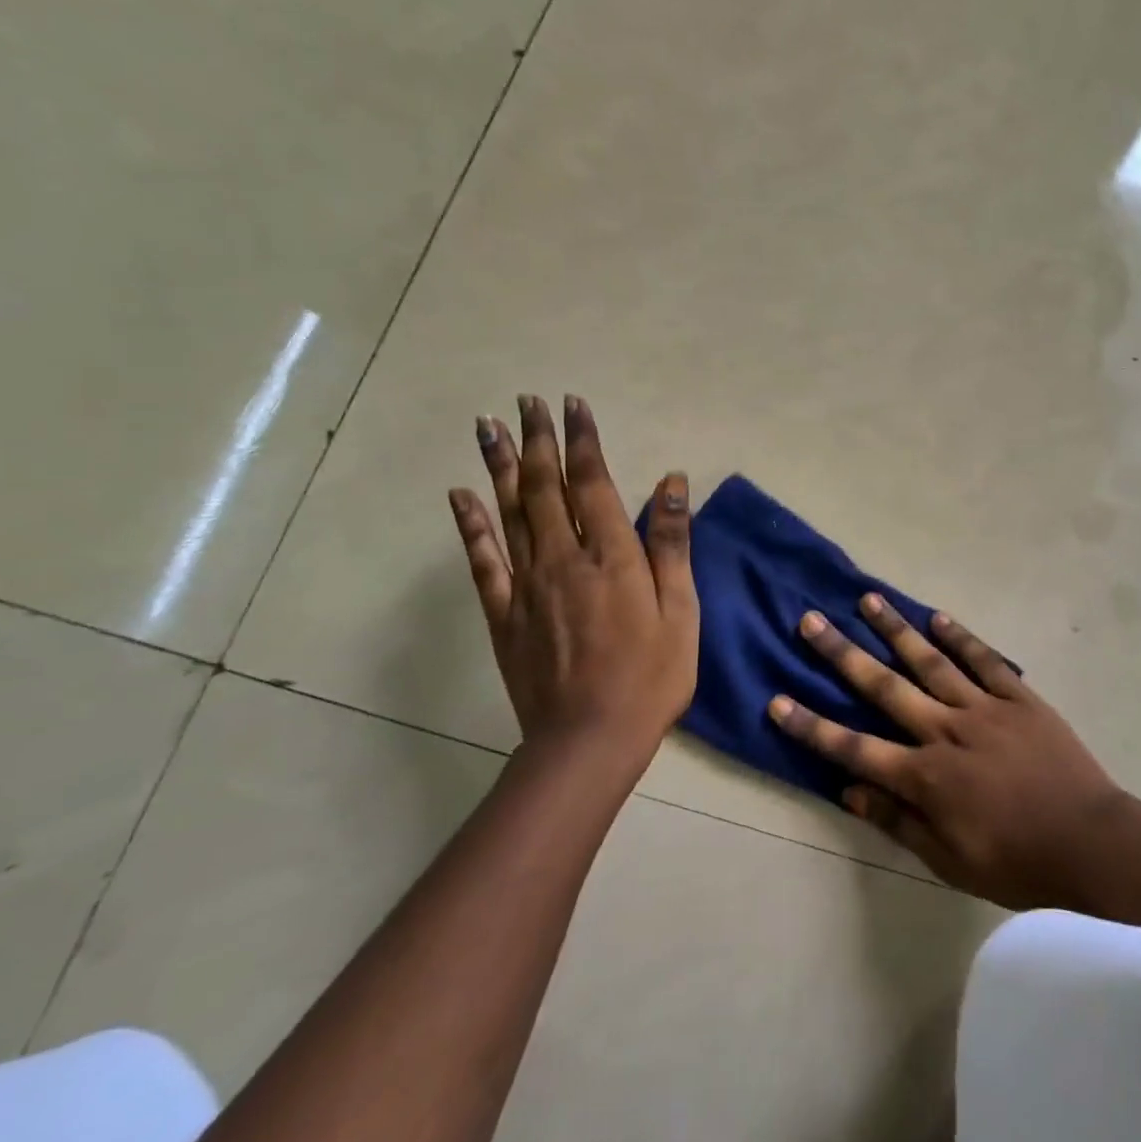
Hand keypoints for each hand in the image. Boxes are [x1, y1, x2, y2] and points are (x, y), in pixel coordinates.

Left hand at [448, 393, 697, 764]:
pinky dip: (469, 524)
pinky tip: (460, 495)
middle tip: (526, 402)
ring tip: (487, 426)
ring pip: (509, 512)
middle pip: (545, 487)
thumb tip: (671, 482)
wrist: (589, 739)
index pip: (592, 482)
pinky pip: (482, 560)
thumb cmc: (651, 676)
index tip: (572, 406)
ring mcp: (526, 585)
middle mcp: (563, 558)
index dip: (582, 441)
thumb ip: (671, 544)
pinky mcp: (502, 613)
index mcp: (611, 556)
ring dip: (499, 466)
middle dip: (538, 440)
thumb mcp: (681, 610)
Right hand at [769, 596, 1126, 909]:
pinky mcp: (1018, 698)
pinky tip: (937, 617)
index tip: (776, 700)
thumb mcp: (949, 860)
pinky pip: (984, 660)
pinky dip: (959, 637)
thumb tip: (849, 790)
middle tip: (810, 621)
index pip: (854, 748)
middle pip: (883, 686)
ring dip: (895, 629)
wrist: (1092, 843)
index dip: (811, 726)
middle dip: (842, 654)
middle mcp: (945, 731)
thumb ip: (898, 821)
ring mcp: (983, 708)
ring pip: (930, 661)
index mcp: (925, 776)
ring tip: (867, 599)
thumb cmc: (1016, 862)